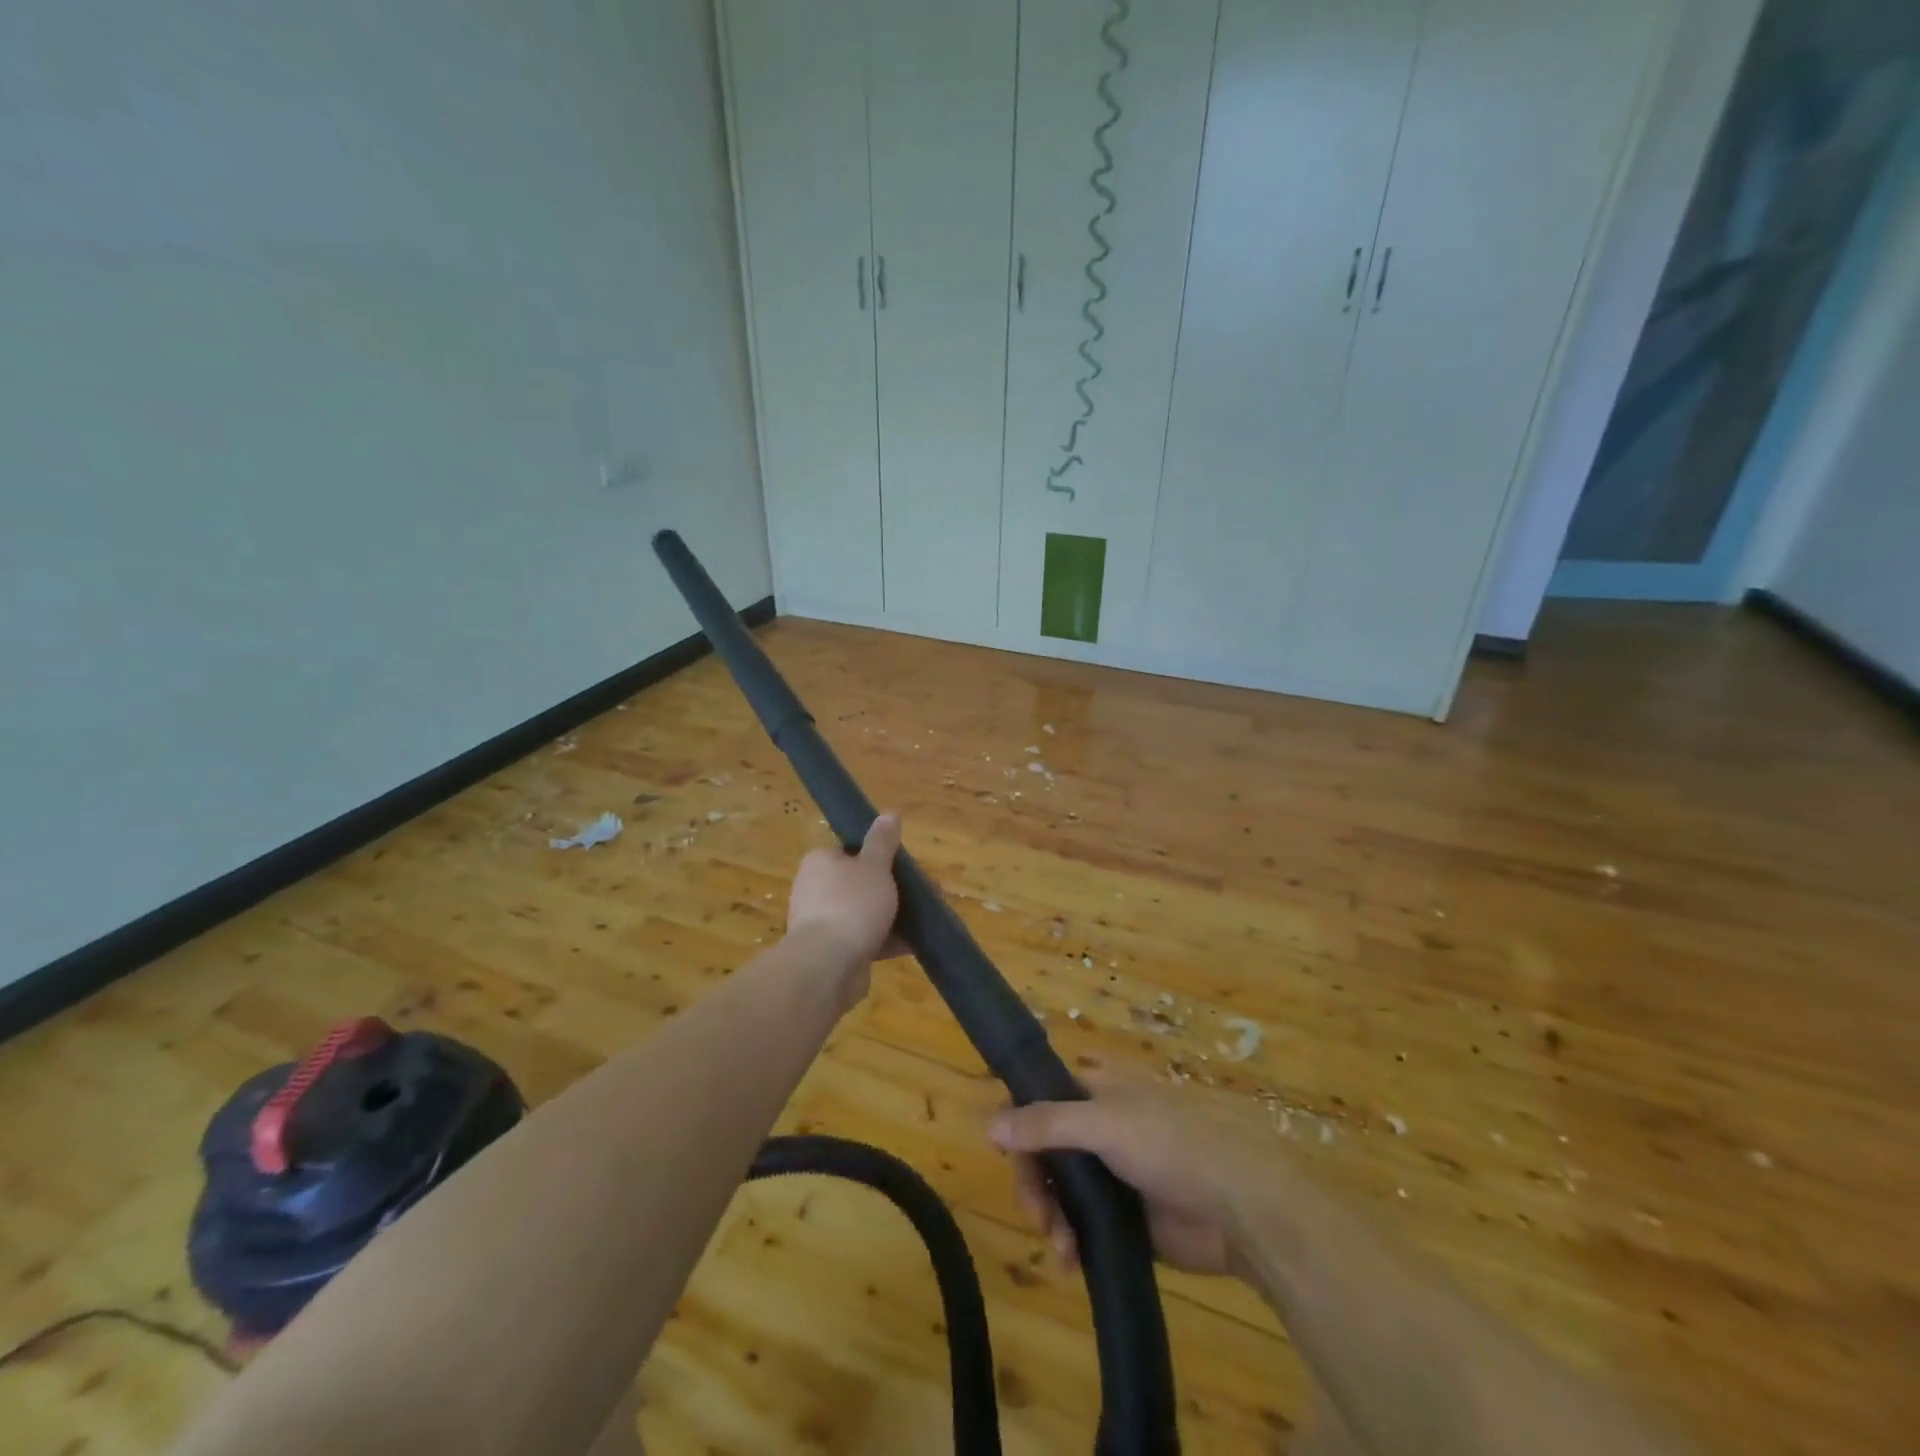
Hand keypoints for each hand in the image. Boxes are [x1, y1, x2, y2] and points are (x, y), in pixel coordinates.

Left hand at [785, 813, 908, 990]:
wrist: (827, 966)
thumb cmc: (851, 904)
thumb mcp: (874, 866)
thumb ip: (883, 841)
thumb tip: (888, 813)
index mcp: (821, 862)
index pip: (851, 851)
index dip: (881, 856)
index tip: (907, 866)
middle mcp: (816, 889)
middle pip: (862, 882)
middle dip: (895, 888)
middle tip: (926, 893)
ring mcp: (823, 922)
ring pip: (866, 912)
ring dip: (893, 915)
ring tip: (925, 919)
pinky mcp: (833, 952)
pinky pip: (865, 939)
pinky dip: (887, 940)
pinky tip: (913, 943)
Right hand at [990, 1072, 1266, 1276]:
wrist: (1243, 1207)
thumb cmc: (1173, 1144)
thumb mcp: (1106, 1124)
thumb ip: (1046, 1124)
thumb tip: (988, 1123)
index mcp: (1095, 1091)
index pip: (1038, 1099)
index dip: (1017, 1124)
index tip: (1003, 1155)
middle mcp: (1098, 1128)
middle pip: (1043, 1151)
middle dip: (1034, 1184)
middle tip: (1039, 1217)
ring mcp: (1112, 1174)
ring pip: (1060, 1192)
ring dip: (1051, 1219)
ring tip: (1062, 1250)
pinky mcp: (1126, 1219)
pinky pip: (1082, 1227)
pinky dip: (1071, 1243)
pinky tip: (1073, 1263)